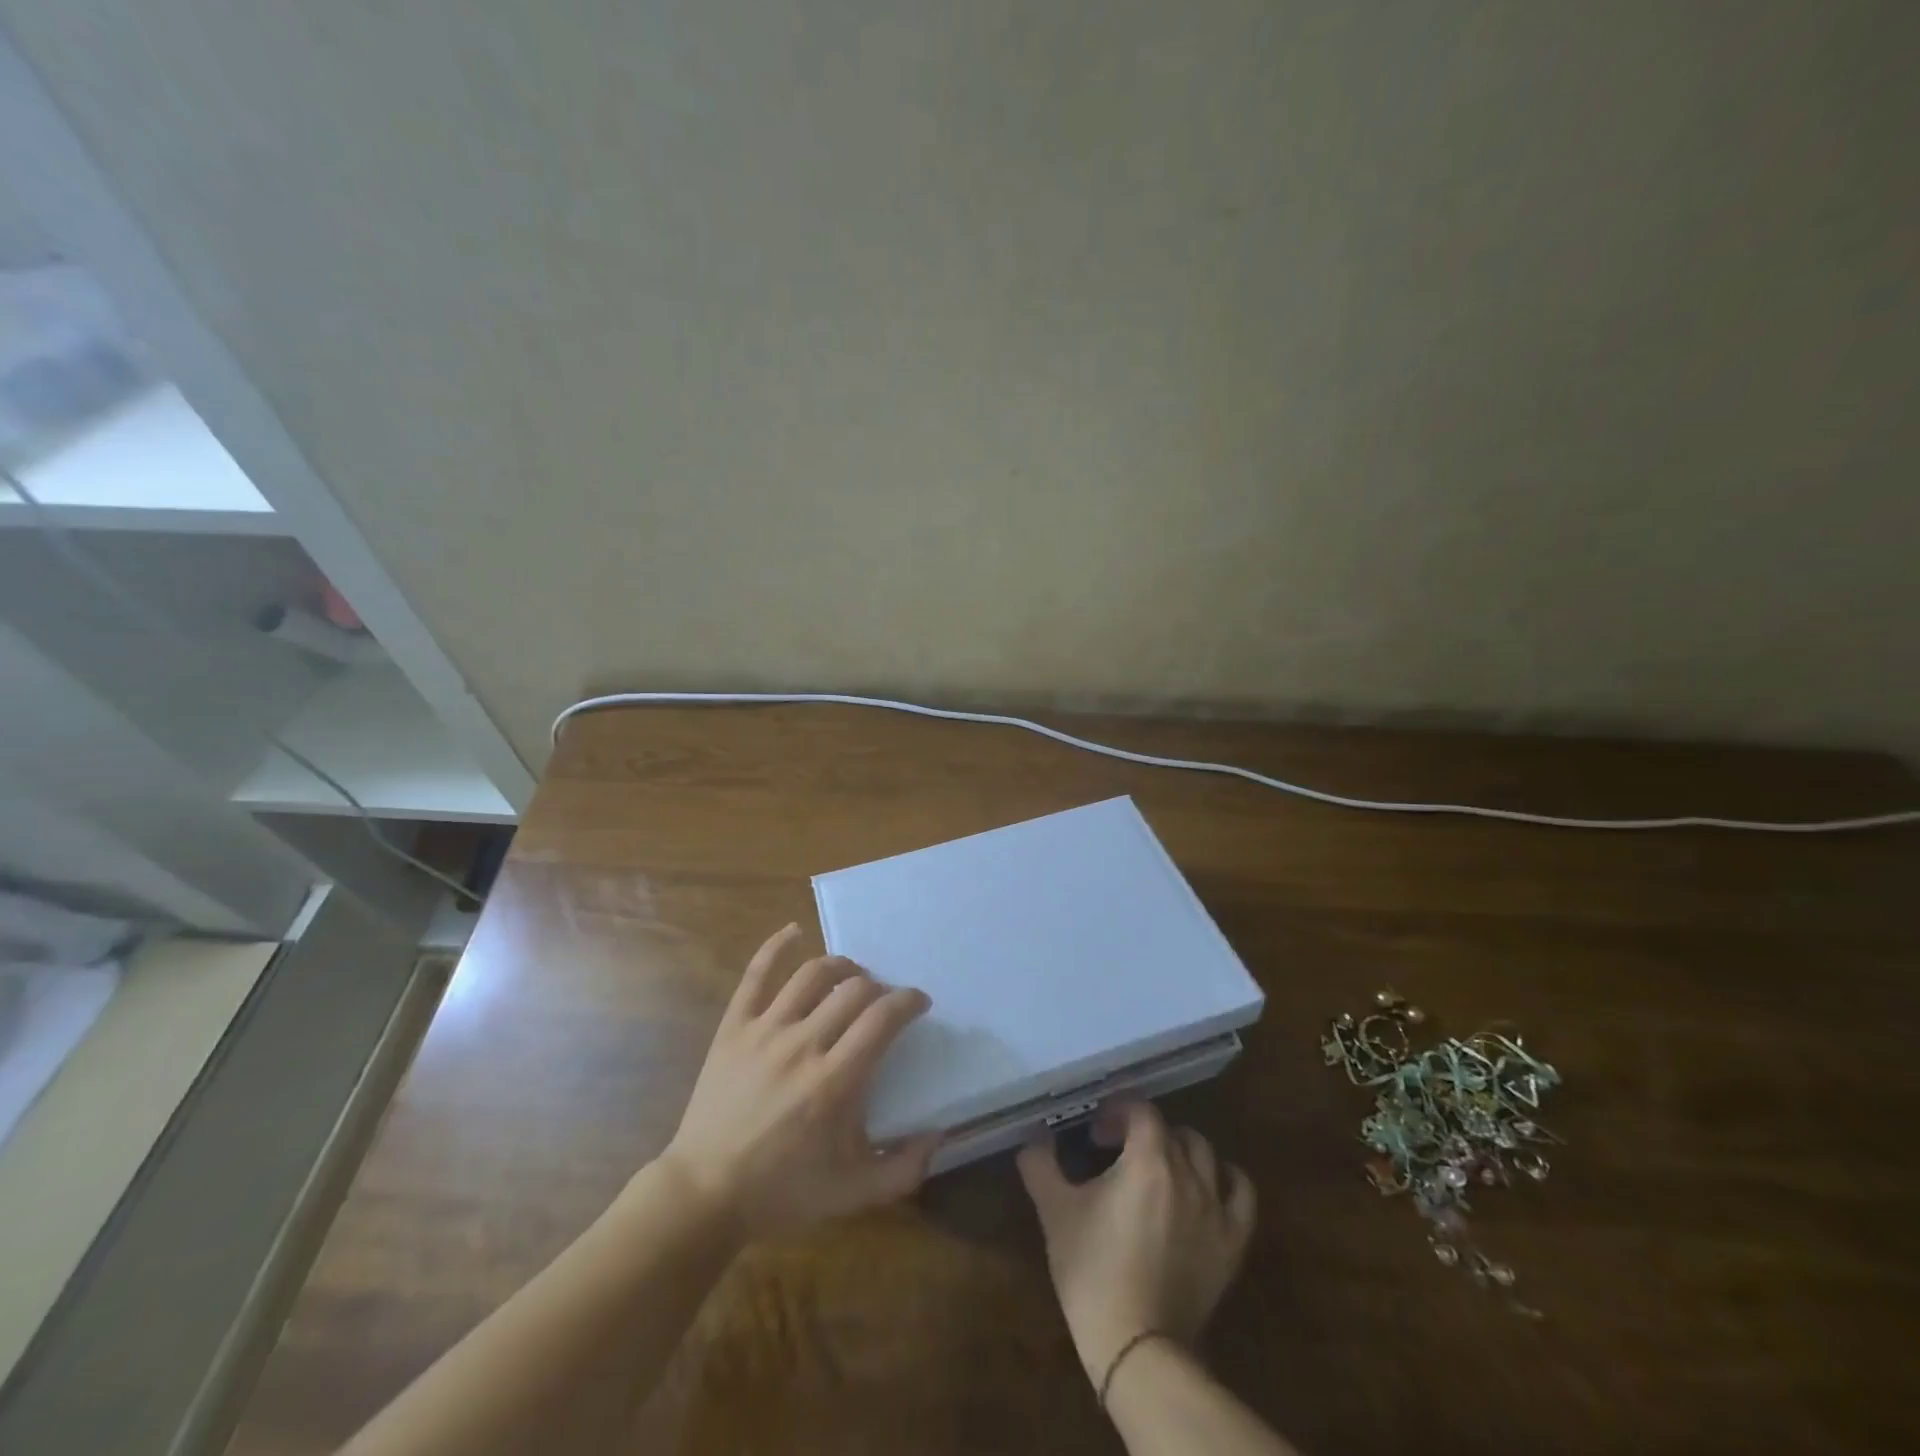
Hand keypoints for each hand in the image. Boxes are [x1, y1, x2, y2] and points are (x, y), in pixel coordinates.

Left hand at [657, 923, 939, 1242]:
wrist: (705, 1194)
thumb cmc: (782, 1191)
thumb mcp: (853, 1193)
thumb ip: (904, 1168)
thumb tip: (939, 1133)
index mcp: (834, 1082)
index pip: (883, 1018)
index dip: (908, 1001)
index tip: (919, 1003)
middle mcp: (802, 1045)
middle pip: (853, 990)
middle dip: (879, 989)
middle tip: (884, 1003)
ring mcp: (764, 1031)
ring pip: (812, 974)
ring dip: (841, 966)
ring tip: (852, 976)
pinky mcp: (734, 1027)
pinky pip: (756, 974)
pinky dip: (777, 946)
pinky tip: (795, 932)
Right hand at [1018, 1100, 1255, 1384]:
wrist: (1138, 1347)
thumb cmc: (1093, 1271)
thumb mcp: (1055, 1212)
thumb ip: (1041, 1165)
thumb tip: (1034, 1138)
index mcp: (1148, 1159)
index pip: (1140, 1110)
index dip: (1116, 1112)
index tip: (1094, 1133)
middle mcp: (1187, 1173)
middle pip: (1170, 1130)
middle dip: (1142, 1131)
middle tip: (1116, 1151)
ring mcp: (1215, 1207)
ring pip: (1204, 1153)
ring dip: (1179, 1149)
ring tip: (1157, 1167)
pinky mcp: (1232, 1242)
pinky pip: (1241, 1192)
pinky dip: (1225, 1178)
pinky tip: (1206, 1185)